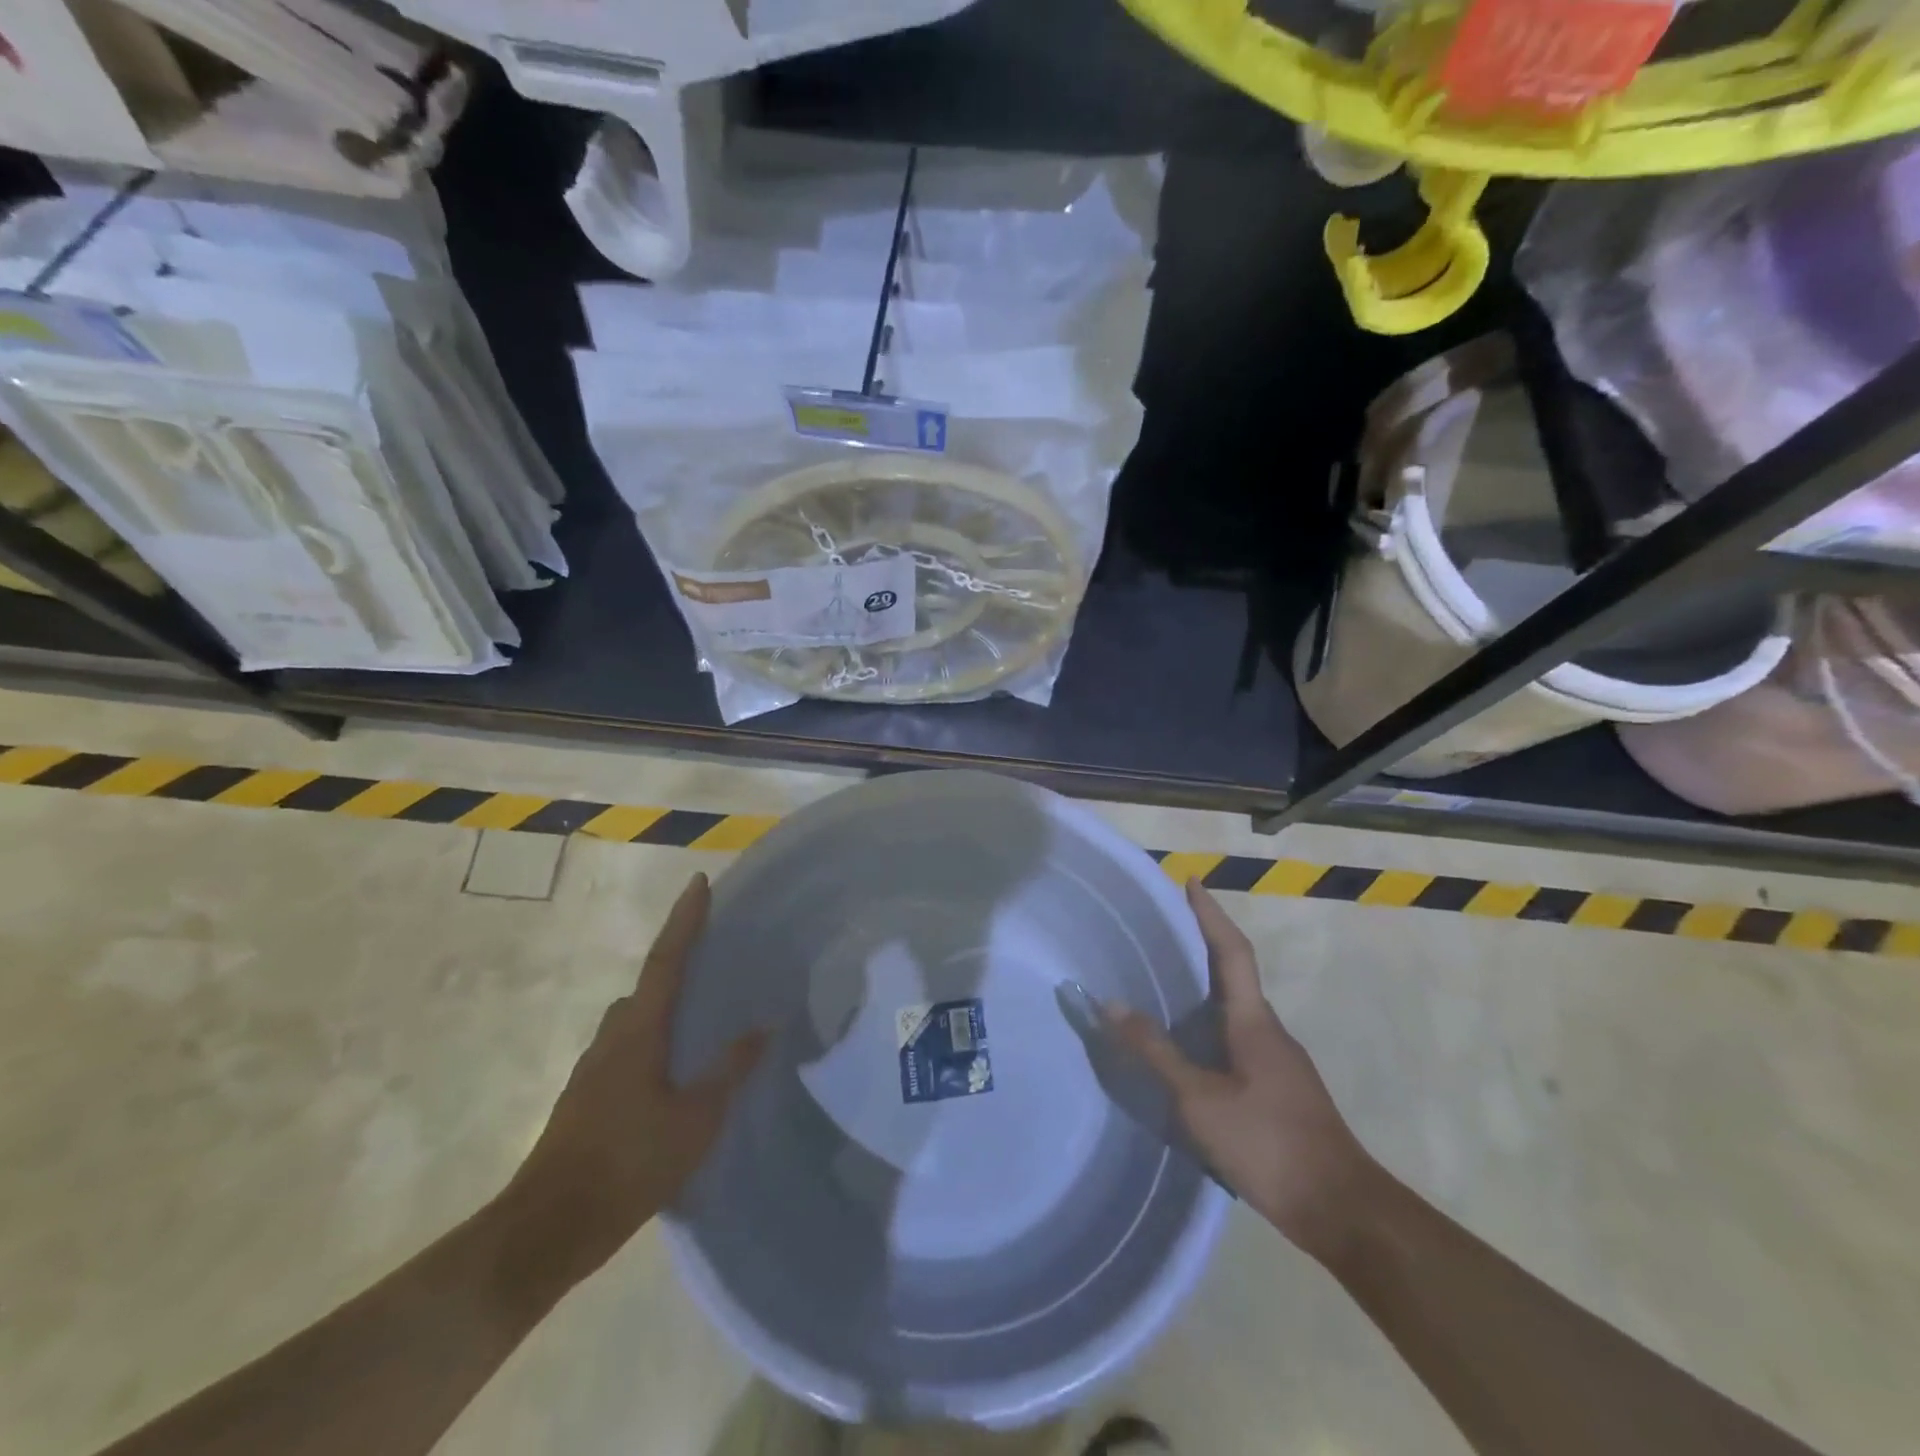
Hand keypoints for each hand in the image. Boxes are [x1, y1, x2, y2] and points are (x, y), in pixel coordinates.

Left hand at [499, 873, 764, 1285]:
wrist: (545, 1231)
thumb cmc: (627, 1165)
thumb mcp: (695, 1120)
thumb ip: (729, 1070)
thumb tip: (763, 1027)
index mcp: (639, 1031)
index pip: (667, 960)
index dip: (685, 920)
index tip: (699, 883)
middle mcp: (612, 1038)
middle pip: (648, 986)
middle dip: (677, 964)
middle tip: (714, 959)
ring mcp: (592, 1070)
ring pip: (634, 1021)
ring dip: (664, 1009)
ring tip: (702, 1020)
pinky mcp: (585, 1099)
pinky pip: (627, 1051)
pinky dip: (653, 1043)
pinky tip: (674, 1075)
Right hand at [1106, 880, 1378, 1264]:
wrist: (1341, 1209)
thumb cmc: (1268, 1142)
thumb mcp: (1199, 1099)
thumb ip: (1156, 1052)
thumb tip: (1111, 1004)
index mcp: (1253, 1021)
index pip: (1232, 951)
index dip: (1210, 914)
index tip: (1191, 881)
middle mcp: (1269, 1031)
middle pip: (1234, 974)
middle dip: (1202, 945)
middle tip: (1162, 929)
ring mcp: (1278, 1062)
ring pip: (1235, 1010)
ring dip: (1204, 988)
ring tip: (1163, 983)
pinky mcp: (1278, 1089)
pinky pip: (1236, 1039)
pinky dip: (1209, 1027)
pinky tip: (1187, 1049)